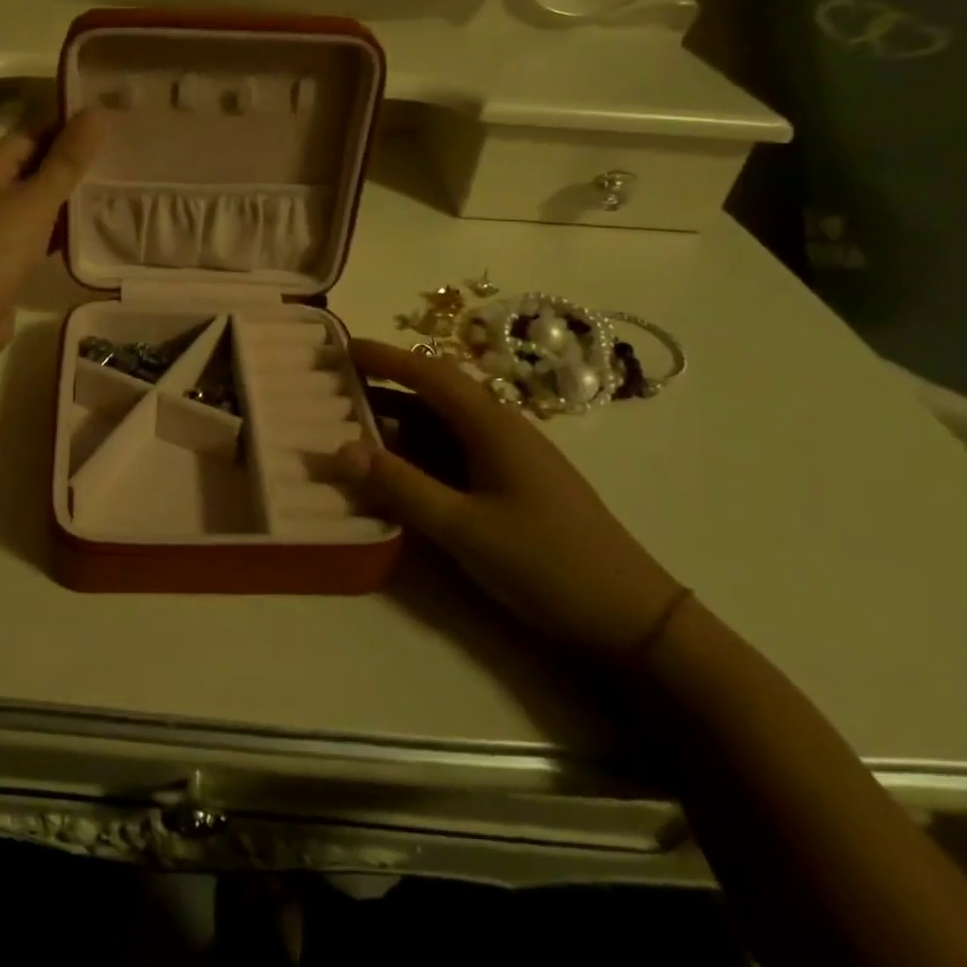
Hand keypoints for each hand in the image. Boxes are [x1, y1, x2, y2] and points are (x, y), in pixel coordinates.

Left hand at [0, 111, 106, 376]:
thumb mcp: (35, 201)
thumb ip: (67, 160)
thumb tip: (97, 112)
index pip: (30, 136)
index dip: (68, 130)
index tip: (111, 128)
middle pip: (32, 170)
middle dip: (72, 168)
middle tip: (122, 162)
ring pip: (33, 206)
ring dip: (67, 204)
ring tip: (116, 195)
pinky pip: (32, 238)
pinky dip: (56, 235)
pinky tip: (89, 237)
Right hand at [337, 340, 684, 662]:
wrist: (632, 619)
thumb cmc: (547, 564)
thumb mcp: (464, 528)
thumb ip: (401, 486)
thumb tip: (338, 449)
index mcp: (493, 425)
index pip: (429, 373)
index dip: (383, 357)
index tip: (339, 347)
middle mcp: (500, 429)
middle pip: (433, 393)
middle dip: (384, 383)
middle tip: (334, 385)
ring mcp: (508, 458)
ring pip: (442, 424)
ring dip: (398, 420)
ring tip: (349, 423)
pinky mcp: (510, 485)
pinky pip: (453, 453)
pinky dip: (417, 451)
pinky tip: (393, 468)